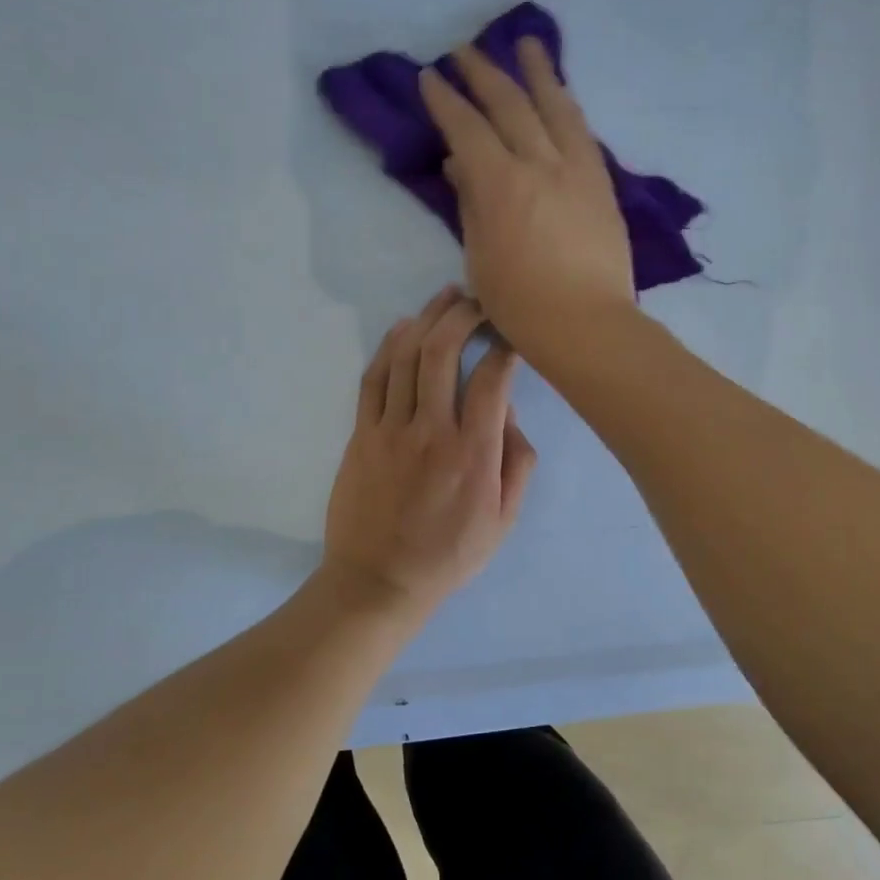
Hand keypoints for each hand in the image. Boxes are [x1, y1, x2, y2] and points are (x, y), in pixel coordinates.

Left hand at [322, 286, 535, 618]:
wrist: (378, 582)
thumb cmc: (449, 555)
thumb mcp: (504, 520)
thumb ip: (517, 463)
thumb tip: (508, 415)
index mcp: (473, 453)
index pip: (491, 379)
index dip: (505, 346)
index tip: (513, 333)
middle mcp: (431, 431)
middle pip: (443, 352)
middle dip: (463, 314)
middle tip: (478, 299)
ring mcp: (390, 430)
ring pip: (405, 356)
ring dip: (427, 318)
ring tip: (445, 296)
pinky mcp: (361, 435)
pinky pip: (373, 379)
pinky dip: (388, 345)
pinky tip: (403, 326)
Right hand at [418, 39, 635, 362]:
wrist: (588, 324)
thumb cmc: (522, 304)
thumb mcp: (480, 257)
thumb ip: (471, 205)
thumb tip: (459, 166)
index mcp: (500, 184)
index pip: (466, 128)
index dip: (445, 100)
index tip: (429, 77)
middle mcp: (539, 163)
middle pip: (509, 105)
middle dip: (483, 73)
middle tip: (464, 51)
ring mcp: (577, 170)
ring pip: (555, 107)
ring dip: (538, 72)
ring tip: (527, 43)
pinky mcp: (602, 184)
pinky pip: (583, 132)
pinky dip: (568, 107)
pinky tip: (563, 96)